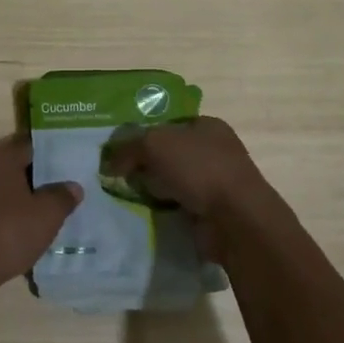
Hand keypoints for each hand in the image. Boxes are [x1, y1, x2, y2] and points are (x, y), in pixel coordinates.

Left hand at [0, 136, 82, 295]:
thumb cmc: (7, 233)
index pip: (32, 145)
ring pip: (4, 187)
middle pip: (17, 165)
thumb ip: (63, 196)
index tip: (73, 165)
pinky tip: (26, 229)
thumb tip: (72, 186)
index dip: (54, 154)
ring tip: (51, 211)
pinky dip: (9, 213)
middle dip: (40, 177)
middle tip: (67, 189)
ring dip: (25, 197)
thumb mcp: (47, 215)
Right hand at [101, 117, 271, 235]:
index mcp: (207, 126)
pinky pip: (178, 206)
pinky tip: (143, 214)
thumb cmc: (199, 168)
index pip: (168, 124)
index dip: (142, 134)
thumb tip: (109, 163)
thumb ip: (128, 148)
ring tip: (123, 196)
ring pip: (172, 181)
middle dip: (144, 164)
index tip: (119, 150)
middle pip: (168, 154)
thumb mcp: (154, 144)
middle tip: (116, 174)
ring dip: (152, 189)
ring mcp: (215, 182)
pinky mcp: (211, 211)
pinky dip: (163, 209)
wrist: (234, 219)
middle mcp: (214, 151)